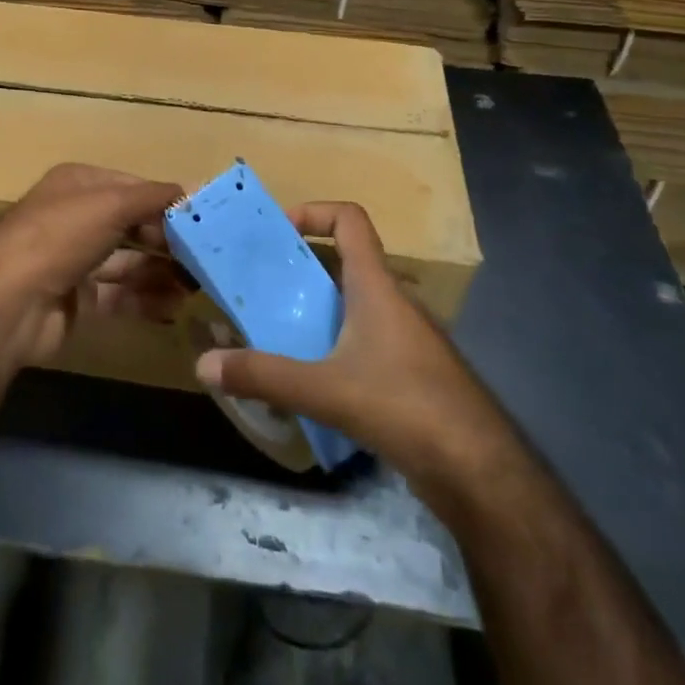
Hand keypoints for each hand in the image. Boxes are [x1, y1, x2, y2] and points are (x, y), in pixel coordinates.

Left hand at [0, 163, 186, 370]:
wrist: (8, 302)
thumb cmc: (60, 236)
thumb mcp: (111, 203)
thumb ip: (154, 197)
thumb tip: (194, 189)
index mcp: (79, 185)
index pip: (133, 188)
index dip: (166, 202)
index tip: (204, 219)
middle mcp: (76, 219)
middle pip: (132, 226)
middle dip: (168, 241)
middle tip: (206, 257)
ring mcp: (74, 260)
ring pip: (128, 262)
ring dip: (163, 272)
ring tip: (198, 285)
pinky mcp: (77, 299)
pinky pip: (119, 295)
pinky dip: (146, 299)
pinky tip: (174, 307)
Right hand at [194, 201, 496, 479]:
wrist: (480, 472)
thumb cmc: (404, 406)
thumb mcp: (325, 390)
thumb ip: (263, 376)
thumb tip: (204, 365)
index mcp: (377, 286)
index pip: (350, 220)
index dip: (313, 212)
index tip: (277, 232)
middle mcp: (394, 302)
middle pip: (345, 263)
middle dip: (300, 269)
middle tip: (260, 288)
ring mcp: (407, 339)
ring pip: (354, 306)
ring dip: (316, 311)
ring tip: (276, 333)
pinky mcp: (412, 374)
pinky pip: (365, 342)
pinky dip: (335, 346)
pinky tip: (312, 381)